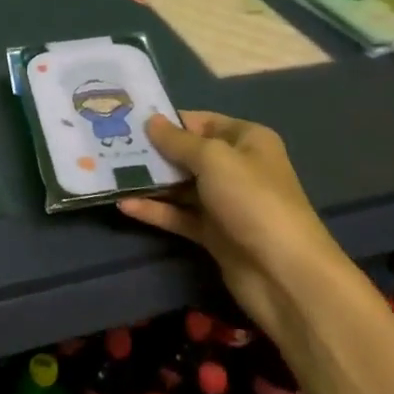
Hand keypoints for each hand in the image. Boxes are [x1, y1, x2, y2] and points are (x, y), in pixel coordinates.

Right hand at [119, 111, 341, 325]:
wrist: (285, 275)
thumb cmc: (252, 200)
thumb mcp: (214, 159)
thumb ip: (178, 141)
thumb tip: (151, 121)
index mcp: (246, 140)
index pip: (201, 121)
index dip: (168, 120)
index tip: (129, 119)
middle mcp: (236, 167)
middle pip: (187, 153)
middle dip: (152, 150)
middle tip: (111, 144)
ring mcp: (224, 203)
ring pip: (179, 186)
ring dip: (149, 181)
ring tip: (108, 172)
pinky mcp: (213, 234)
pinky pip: (178, 215)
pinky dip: (154, 210)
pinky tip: (124, 205)